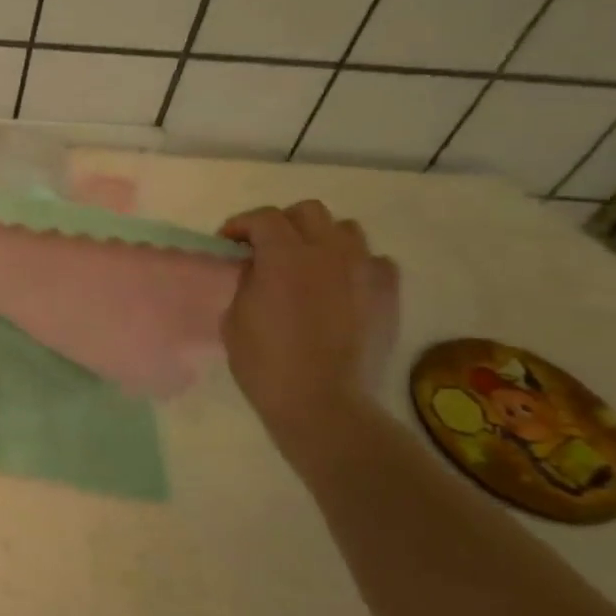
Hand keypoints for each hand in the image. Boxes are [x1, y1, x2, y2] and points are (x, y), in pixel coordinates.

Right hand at [218, 201, 398, 437]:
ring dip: (322, 239)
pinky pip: (375, 262)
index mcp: (284, 256)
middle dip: (283, 223)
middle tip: (267, 249)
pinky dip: (356, 266)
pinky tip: (343, 286)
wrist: (323, 403)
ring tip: (309, 264)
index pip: (263, 218)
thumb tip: (258, 268)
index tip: (228, 242)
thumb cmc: (266, 363)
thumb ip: (248, 280)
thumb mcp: (234, 316)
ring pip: (346, 230)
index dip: (240, 224)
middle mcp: (328, 252)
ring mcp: (364, 271)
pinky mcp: (388, 294)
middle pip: (308, 212)